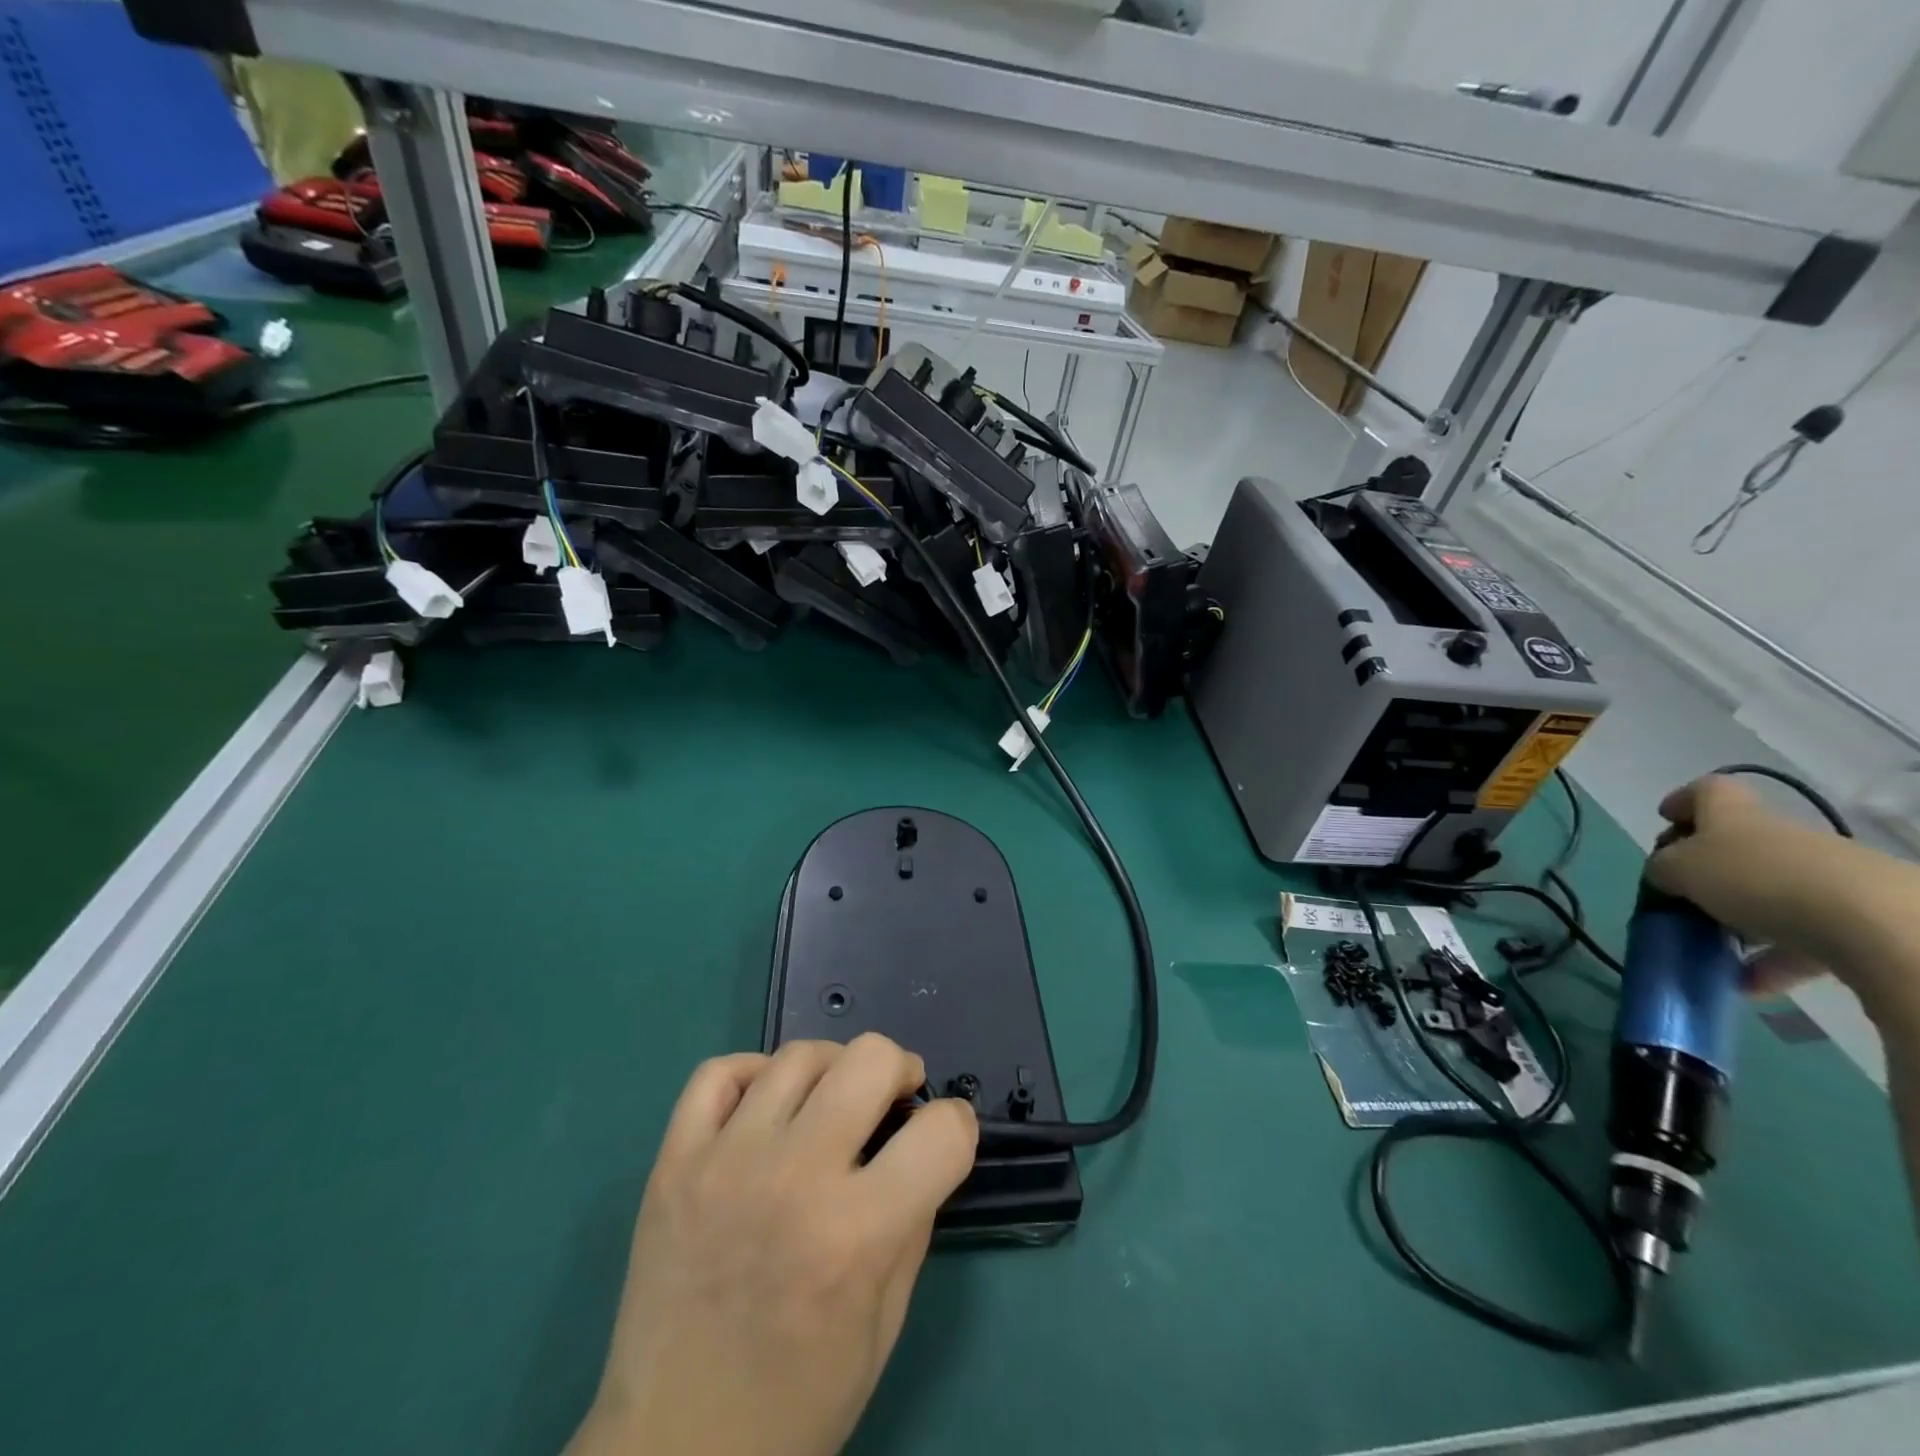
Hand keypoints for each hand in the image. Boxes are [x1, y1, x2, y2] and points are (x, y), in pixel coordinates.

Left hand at [569, 1035, 977, 1455]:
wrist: (675, 1454)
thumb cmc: (797, 1403)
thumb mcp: (885, 1324)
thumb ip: (913, 1220)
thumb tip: (922, 1145)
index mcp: (855, 1233)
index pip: (942, 1132)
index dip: (957, 1127)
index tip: (945, 1137)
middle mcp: (793, 1178)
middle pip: (870, 1059)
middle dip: (899, 1070)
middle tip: (894, 1099)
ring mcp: (725, 1163)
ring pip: (798, 1056)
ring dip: (833, 1069)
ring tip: (833, 1098)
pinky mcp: (673, 1164)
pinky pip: (717, 1074)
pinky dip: (752, 1073)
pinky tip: (766, 1105)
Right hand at [1645, 775, 1919, 1017]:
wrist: (1872, 923)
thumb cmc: (1755, 878)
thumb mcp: (1680, 869)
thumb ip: (1662, 868)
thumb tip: (1665, 875)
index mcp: (1735, 815)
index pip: (1707, 791)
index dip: (1683, 801)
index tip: (1665, 821)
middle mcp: (1779, 837)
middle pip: (1737, 846)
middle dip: (1706, 873)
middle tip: (1681, 898)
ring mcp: (1822, 875)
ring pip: (1768, 893)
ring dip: (1737, 920)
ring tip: (1713, 951)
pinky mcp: (1854, 916)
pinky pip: (1800, 937)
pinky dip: (1771, 960)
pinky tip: (1748, 984)